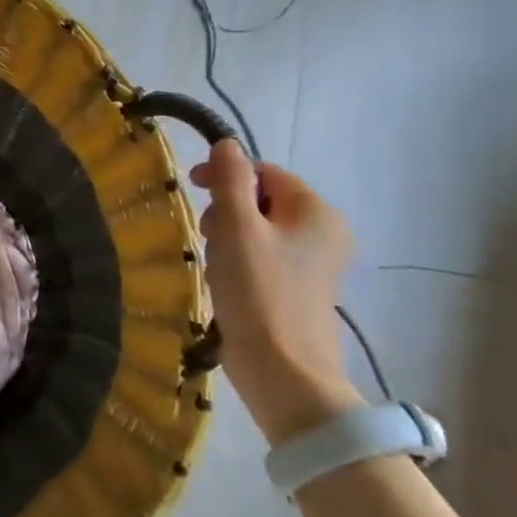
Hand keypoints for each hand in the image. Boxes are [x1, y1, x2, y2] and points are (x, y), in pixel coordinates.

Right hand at [190, 140, 359, 442]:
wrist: (284, 372)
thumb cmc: (259, 293)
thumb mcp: (237, 229)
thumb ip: (230, 182)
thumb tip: (227, 144)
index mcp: (317, 212)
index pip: (266, 173)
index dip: (227, 175)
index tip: (191, 189)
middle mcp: (325, 232)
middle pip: (264, 200)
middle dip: (228, 209)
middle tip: (206, 234)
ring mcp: (315, 264)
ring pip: (261, 230)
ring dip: (230, 236)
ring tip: (214, 262)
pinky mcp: (300, 290)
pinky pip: (265, 257)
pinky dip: (240, 260)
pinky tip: (225, 281)